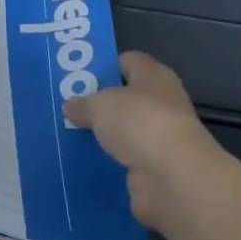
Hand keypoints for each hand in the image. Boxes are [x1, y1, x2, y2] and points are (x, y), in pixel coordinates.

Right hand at [65, 52, 223, 231]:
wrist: (173, 178)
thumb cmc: (139, 123)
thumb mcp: (100, 105)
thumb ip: (83, 104)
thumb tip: (71, 106)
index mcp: (154, 76)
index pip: (128, 61)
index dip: (104, 66)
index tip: (77, 77)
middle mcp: (162, 104)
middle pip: (125, 100)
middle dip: (99, 106)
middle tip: (67, 110)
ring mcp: (160, 139)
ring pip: (124, 133)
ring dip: (102, 138)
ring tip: (67, 138)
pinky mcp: (155, 170)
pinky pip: (124, 162)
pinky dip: (107, 165)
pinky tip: (82, 165)